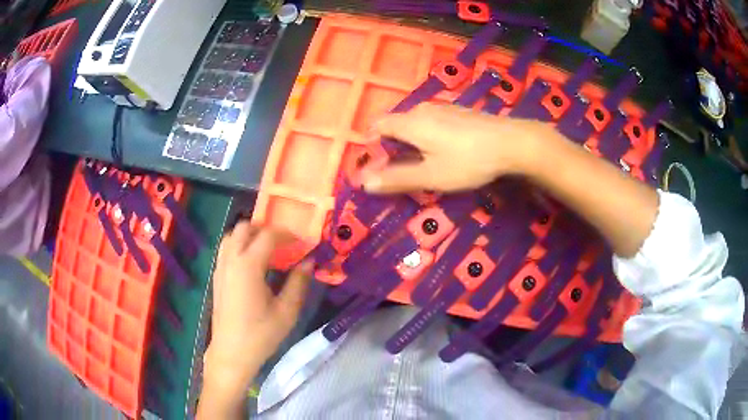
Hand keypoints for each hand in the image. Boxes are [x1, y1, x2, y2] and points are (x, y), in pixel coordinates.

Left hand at [203, 223, 312, 391]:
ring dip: (249, 236)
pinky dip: (240, 246)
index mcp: (248, 266)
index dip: (287, 235)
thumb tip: (309, 261)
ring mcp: (221, 268)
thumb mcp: (287, 310)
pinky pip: (226, 249)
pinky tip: (253, 265)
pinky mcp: (217, 277)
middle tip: (283, 244)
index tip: (302, 242)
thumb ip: (298, 282)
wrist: (232, 353)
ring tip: (268, 251)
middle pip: (244, 228)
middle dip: (265, 229)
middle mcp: (231, 260)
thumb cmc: (261, 334)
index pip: (268, 235)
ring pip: (231, 236)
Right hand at [361, 103, 551, 192]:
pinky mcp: (458, 112)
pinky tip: (443, 150)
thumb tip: (365, 183)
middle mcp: (422, 110)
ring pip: (414, 122)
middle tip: (396, 168)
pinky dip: (426, 135)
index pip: (378, 126)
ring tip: (419, 162)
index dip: (370, 143)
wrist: (511, 142)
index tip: (375, 164)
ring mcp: (442, 108)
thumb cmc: (468, 160)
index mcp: (410, 123)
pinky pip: (431, 121)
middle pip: (395, 123)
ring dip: (409, 140)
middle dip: (390, 144)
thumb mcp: (431, 175)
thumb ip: (397, 178)